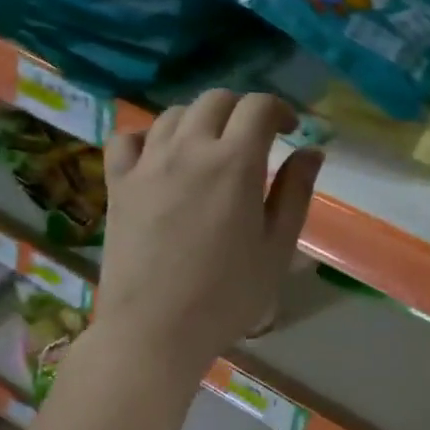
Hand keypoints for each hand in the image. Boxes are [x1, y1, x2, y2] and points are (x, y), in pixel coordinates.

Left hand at [96, 91, 320, 383]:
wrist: (156, 329)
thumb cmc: (228, 295)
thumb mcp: (277, 247)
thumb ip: (295, 192)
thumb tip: (312, 150)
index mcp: (234, 163)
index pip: (258, 106)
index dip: (279, 109)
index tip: (290, 130)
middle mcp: (189, 149)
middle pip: (216, 100)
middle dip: (242, 110)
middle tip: (255, 138)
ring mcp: (147, 163)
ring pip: (174, 114)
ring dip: (200, 120)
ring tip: (212, 148)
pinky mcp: (118, 183)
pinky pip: (129, 138)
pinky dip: (150, 136)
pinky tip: (161, 156)